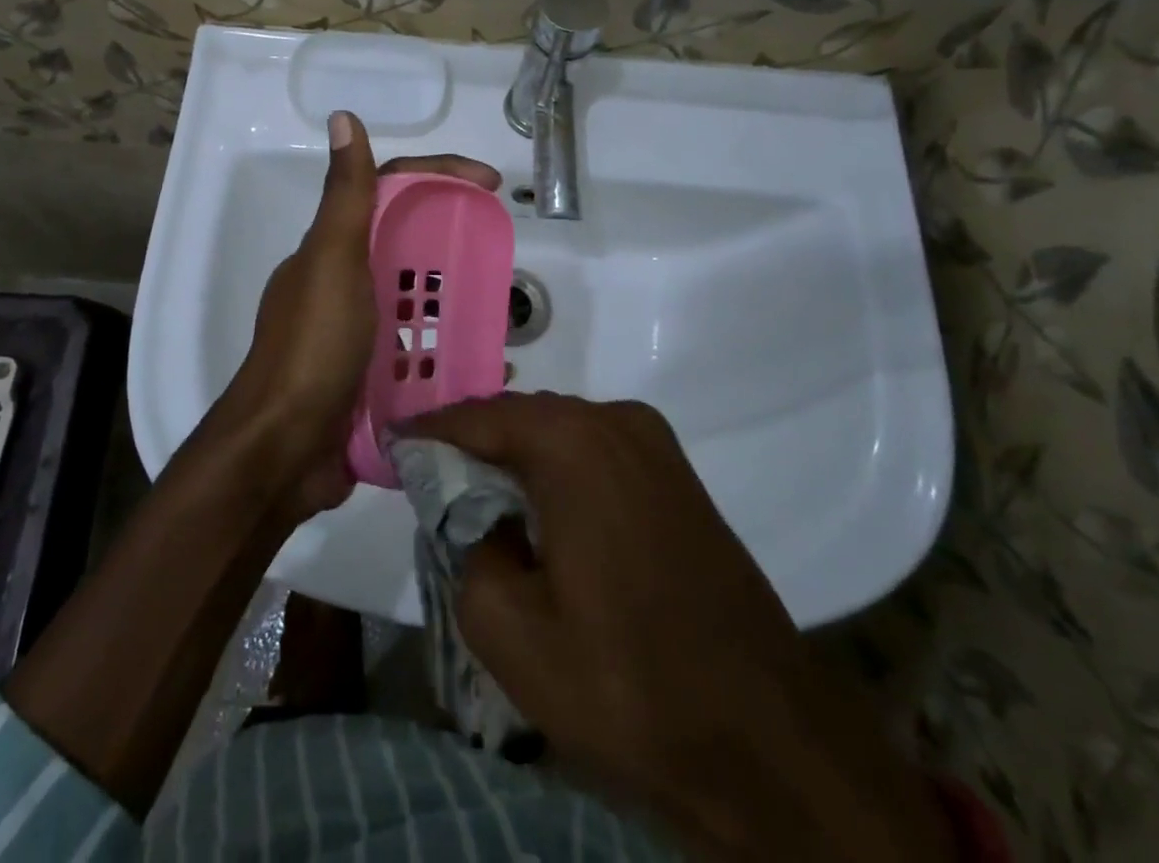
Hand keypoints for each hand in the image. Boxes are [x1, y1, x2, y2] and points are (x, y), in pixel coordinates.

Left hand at [218, 110, 499, 519]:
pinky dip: (450, 353)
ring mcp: (356, 336)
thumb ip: (346, 197)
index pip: (391, 193)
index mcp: (334, 251)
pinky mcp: (369, 381)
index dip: (441, 176)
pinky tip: (485, 368)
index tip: (491, 184)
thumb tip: (344, 117)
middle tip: (500, 254)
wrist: (282, 453)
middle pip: (408, 247)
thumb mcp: (331, 263)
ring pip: (417, 303)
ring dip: (457, 301)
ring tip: (502, 312)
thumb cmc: (312, 349)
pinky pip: (419, 354)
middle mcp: (344, 286)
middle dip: (455, 243)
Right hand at [407, 393, 955, 862]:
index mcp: (570, 443)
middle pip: (518, 418)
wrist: (768, 740)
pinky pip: (594, 452)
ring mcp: (653, 443)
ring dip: (515, 458)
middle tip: (427, 476)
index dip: (427, 433)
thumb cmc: (629, 684)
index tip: (390, 447)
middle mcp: (614, 420)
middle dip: (471, 444)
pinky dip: (555, 470)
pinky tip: (537, 510)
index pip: (475, 419)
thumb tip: (473, 516)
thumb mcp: (509, 630)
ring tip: (474, 495)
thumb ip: (467, 548)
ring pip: (558, 433)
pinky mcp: (675, 474)